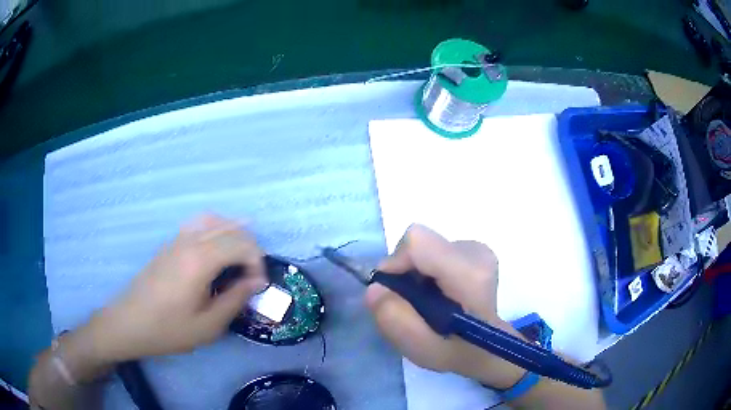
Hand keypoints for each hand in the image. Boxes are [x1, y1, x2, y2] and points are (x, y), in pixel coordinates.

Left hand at [89, 214, 267, 361]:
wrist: (129, 322)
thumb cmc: (169, 329)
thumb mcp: (208, 326)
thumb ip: (235, 300)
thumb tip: (255, 282)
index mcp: (200, 260)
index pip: (241, 244)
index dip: (257, 262)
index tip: (259, 286)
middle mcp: (190, 241)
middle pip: (230, 227)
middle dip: (250, 246)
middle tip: (253, 274)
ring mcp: (177, 239)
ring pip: (213, 219)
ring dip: (233, 233)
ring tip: (241, 256)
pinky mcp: (169, 244)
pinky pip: (198, 225)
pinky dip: (216, 230)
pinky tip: (216, 250)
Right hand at [366, 225, 525, 388]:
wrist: (487, 346)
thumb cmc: (457, 351)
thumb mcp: (422, 350)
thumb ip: (396, 321)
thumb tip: (375, 288)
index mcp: (470, 274)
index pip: (418, 242)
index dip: (395, 262)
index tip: (391, 292)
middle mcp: (476, 252)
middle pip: (419, 243)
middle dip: (404, 271)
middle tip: (409, 303)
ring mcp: (477, 248)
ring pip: (424, 246)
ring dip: (414, 272)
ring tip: (425, 301)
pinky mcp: (473, 249)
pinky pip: (434, 249)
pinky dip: (425, 270)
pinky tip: (436, 293)